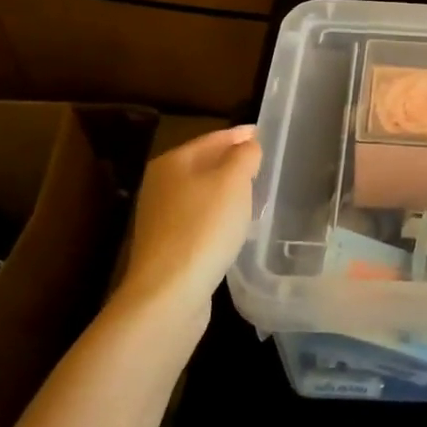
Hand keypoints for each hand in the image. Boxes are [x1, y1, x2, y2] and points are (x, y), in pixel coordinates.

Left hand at [114, 126, 261, 326]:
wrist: (169, 292)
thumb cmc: (204, 227)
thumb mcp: (234, 182)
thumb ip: (244, 156)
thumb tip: (248, 145)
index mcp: (173, 162)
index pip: (214, 137)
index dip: (241, 135)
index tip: (265, 134)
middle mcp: (161, 184)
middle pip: (205, 164)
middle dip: (233, 162)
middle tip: (264, 164)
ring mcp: (161, 216)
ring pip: (202, 192)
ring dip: (227, 190)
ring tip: (255, 193)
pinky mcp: (167, 245)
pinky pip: (200, 218)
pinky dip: (218, 215)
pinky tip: (235, 225)